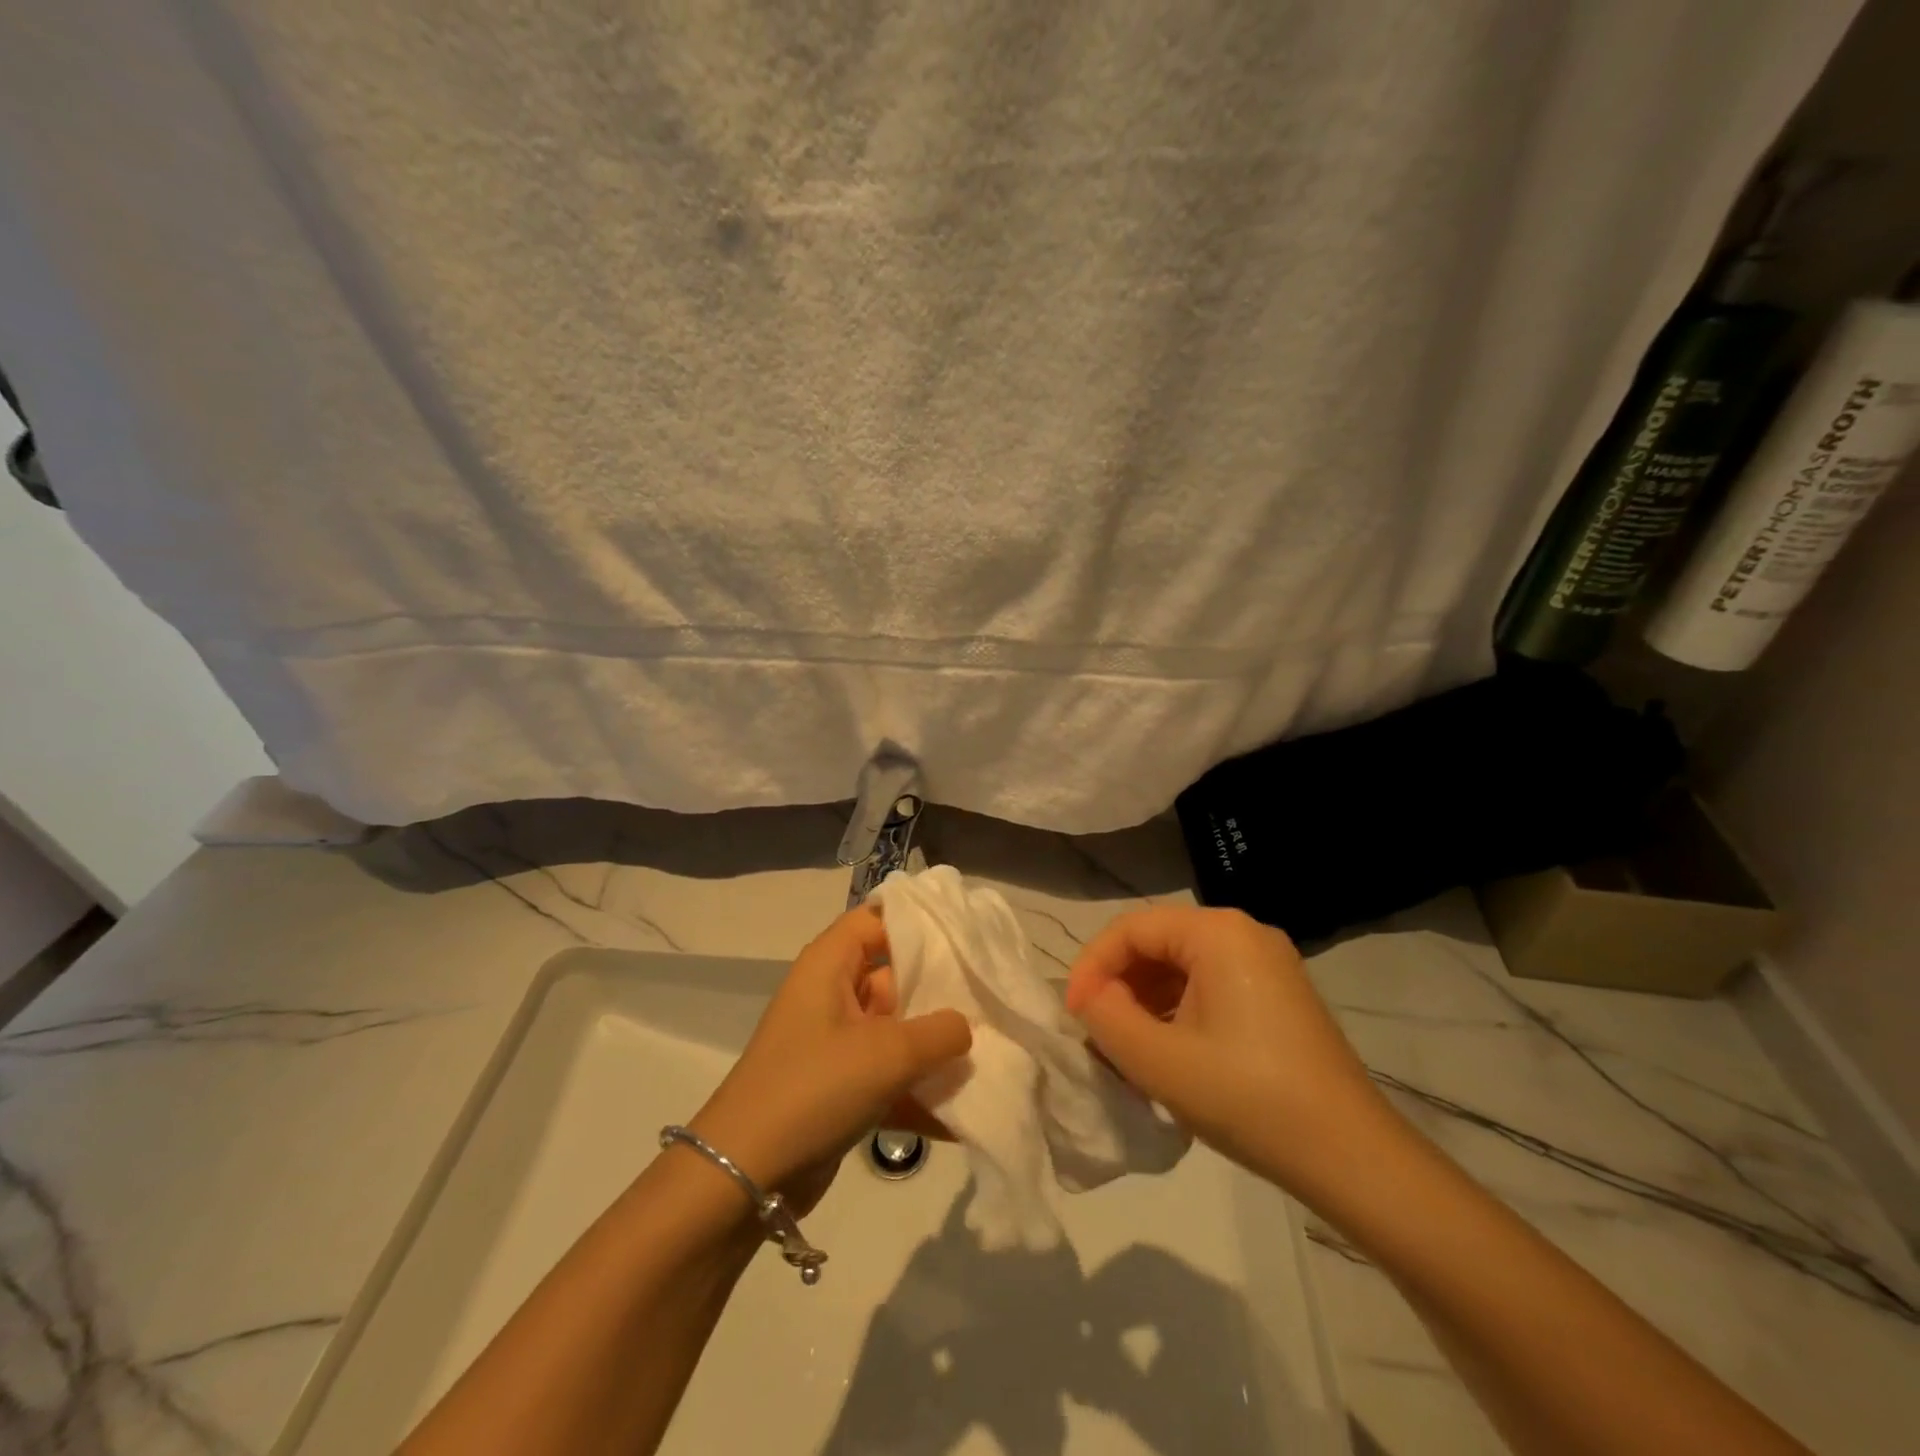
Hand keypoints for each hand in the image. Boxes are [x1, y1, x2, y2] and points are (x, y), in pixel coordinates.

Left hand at [688, 905, 970, 1213]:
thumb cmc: (815, 1087)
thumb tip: (965, 1027)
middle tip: (992, 997)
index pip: (877, 920)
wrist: (745, 1177)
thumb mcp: (888, 1053)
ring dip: (934, 1048)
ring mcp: (835, 1044)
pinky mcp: (839, 1088)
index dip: (919, 921)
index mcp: (830, 965)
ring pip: (896, 1030)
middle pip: (895, 975)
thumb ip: (940, 1032)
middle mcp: (831, 995)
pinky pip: (889, 1077)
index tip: (967, 934)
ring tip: (992, 1054)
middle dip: (941, 990)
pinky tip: (964, 1116)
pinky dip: (918, 1092)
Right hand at [1064, 906, 1399, 1192]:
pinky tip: (1167, 1055)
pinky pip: (1210, 988)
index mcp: (1218, 933)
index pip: (1132, 929)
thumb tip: (1091, 996)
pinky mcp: (1279, 998)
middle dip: (1119, 985)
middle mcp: (1245, 934)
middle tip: (1097, 1034)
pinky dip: (1178, 1013)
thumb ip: (1106, 1017)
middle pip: (1158, 944)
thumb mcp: (1159, 1062)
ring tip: (1126, 1050)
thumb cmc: (1249, 1099)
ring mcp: (1268, 965)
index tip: (1073, 1015)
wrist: (1353, 1160)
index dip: (1092, 966)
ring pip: (1182, 968)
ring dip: (1146, 1003)